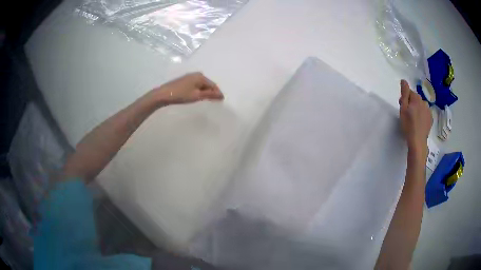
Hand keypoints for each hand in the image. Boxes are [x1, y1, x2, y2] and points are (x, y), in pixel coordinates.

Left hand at [153, 72, 223, 104]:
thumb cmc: (181, 95)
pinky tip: (197, 96)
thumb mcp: (197, 96)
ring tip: (207, 100)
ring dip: (205, 91)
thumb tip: (221, 95)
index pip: (213, 85)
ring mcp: (190, 76)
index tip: (221, 101)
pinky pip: (196, 85)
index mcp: (201, 76)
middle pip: (208, 84)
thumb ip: (210, 95)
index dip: (218, 93)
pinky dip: (199, 90)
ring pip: (202, 85)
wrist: (163, 94)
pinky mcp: (185, 80)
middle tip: (215, 101)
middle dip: (212, 92)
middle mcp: (196, 74)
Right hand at [399, 80, 432, 152]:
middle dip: (411, 103)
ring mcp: (428, 111)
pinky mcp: (430, 119)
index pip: (409, 92)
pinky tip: (419, 123)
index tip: (402, 107)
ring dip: (417, 109)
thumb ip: (404, 93)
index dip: (405, 99)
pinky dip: (422, 115)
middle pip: (416, 99)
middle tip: (407, 114)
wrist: (418, 142)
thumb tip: (403, 80)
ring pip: (421, 106)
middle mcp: (424, 102)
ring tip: (414, 119)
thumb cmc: (408, 126)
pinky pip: (425, 113)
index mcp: (416, 99)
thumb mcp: (403, 109)